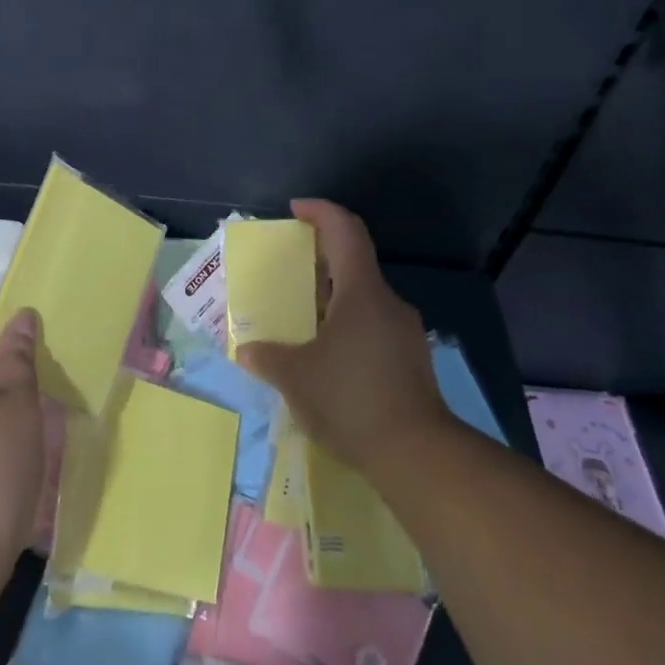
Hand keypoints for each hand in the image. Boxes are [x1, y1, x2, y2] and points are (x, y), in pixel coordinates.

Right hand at [235, 200, 449, 476]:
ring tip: (301, 319)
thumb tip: (247, 351)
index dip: (320, 212)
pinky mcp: (411, 361)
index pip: (345, 231)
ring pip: (363, 300)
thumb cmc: (349, 399)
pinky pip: (372, 328)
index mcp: (361, 292)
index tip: (295, 210)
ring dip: (332, 300)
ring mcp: (404, 333)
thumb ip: (267, 357)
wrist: (416, 454)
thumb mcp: (295, 377)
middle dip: (319, 261)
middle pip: (353, 264)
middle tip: (288, 271)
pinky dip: (346, 327)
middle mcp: (388, 303)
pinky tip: (326, 358)